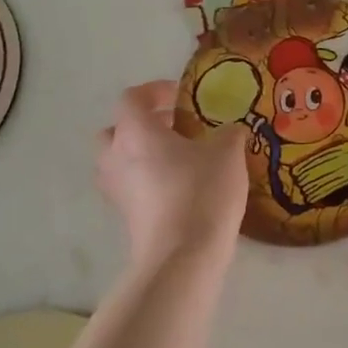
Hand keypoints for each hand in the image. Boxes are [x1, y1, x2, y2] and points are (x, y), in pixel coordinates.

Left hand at [97, 81, 247, 267]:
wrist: (182, 256)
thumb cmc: (201, 191)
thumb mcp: (228, 153)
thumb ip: (229, 134)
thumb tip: (231, 130)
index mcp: (136, 132)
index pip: (132, 98)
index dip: (154, 91)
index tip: (181, 96)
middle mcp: (116, 157)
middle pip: (116, 130)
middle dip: (142, 125)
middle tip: (174, 128)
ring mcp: (117, 190)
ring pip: (119, 161)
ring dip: (142, 155)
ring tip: (178, 158)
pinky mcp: (125, 218)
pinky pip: (130, 187)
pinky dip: (147, 181)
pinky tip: (180, 187)